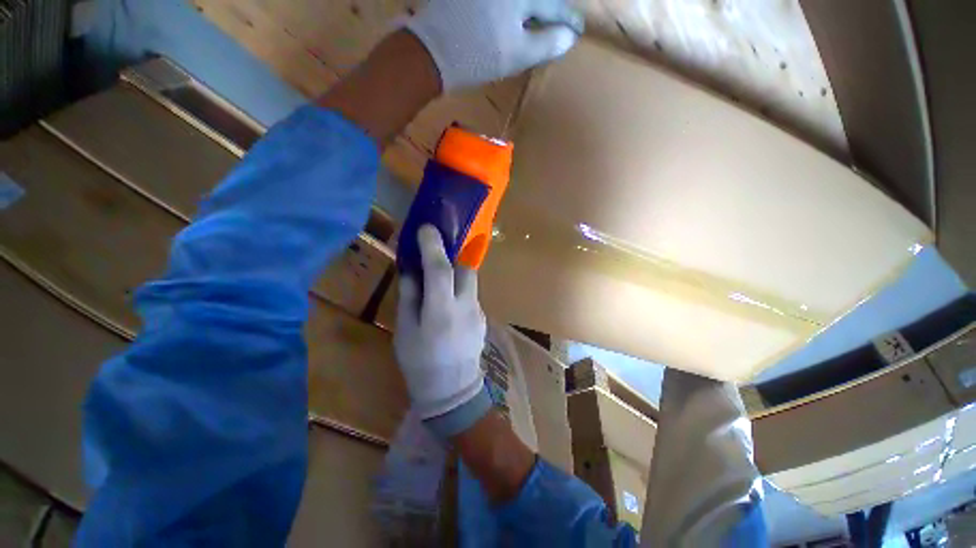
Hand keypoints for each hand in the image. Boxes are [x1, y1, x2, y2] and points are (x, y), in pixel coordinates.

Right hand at [394, 225, 487, 420]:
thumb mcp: (405, 331)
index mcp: (441, 311)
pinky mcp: (483, 318)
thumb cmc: (420, 363)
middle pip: (466, 268)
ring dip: (456, 275)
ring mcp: (478, 312)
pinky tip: (449, 306)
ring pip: (471, 282)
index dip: (433, 245)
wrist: (453, 391)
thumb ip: (410, 297)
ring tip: (440, 285)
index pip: (440, 269)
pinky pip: (471, 296)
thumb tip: (411, 271)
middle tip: (436, 255)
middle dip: (452, 256)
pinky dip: (460, 292)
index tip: (426, 228)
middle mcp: (466, 307)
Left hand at [404, 0, 583, 90]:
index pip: (553, 6)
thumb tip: (569, 37)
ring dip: (530, 10)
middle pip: (535, 0)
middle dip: (549, 11)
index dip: (567, 20)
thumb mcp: (516, 55)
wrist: (431, 52)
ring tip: (539, 20)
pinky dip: (511, 10)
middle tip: (559, 23)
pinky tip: (513, 18)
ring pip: (518, 2)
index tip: (577, 31)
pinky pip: (499, 4)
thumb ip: (546, 44)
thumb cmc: (476, 57)